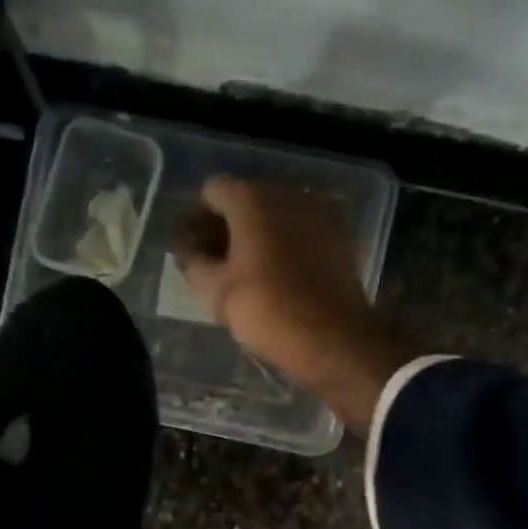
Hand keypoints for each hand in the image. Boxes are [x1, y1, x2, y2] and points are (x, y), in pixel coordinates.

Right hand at [172, 177, 413, 433]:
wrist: (332, 337)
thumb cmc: (266, 310)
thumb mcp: (214, 291)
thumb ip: (192, 260)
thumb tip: (186, 246)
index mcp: (251, 200)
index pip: (212, 191)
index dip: (197, 217)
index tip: (193, 247)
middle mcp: (287, 192)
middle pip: (246, 198)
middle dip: (228, 225)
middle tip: (216, 261)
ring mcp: (319, 211)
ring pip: (276, 214)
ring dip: (258, 234)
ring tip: (248, 271)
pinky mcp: (341, 234)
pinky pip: (301, 229)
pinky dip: (286, 243)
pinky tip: (279, 274)